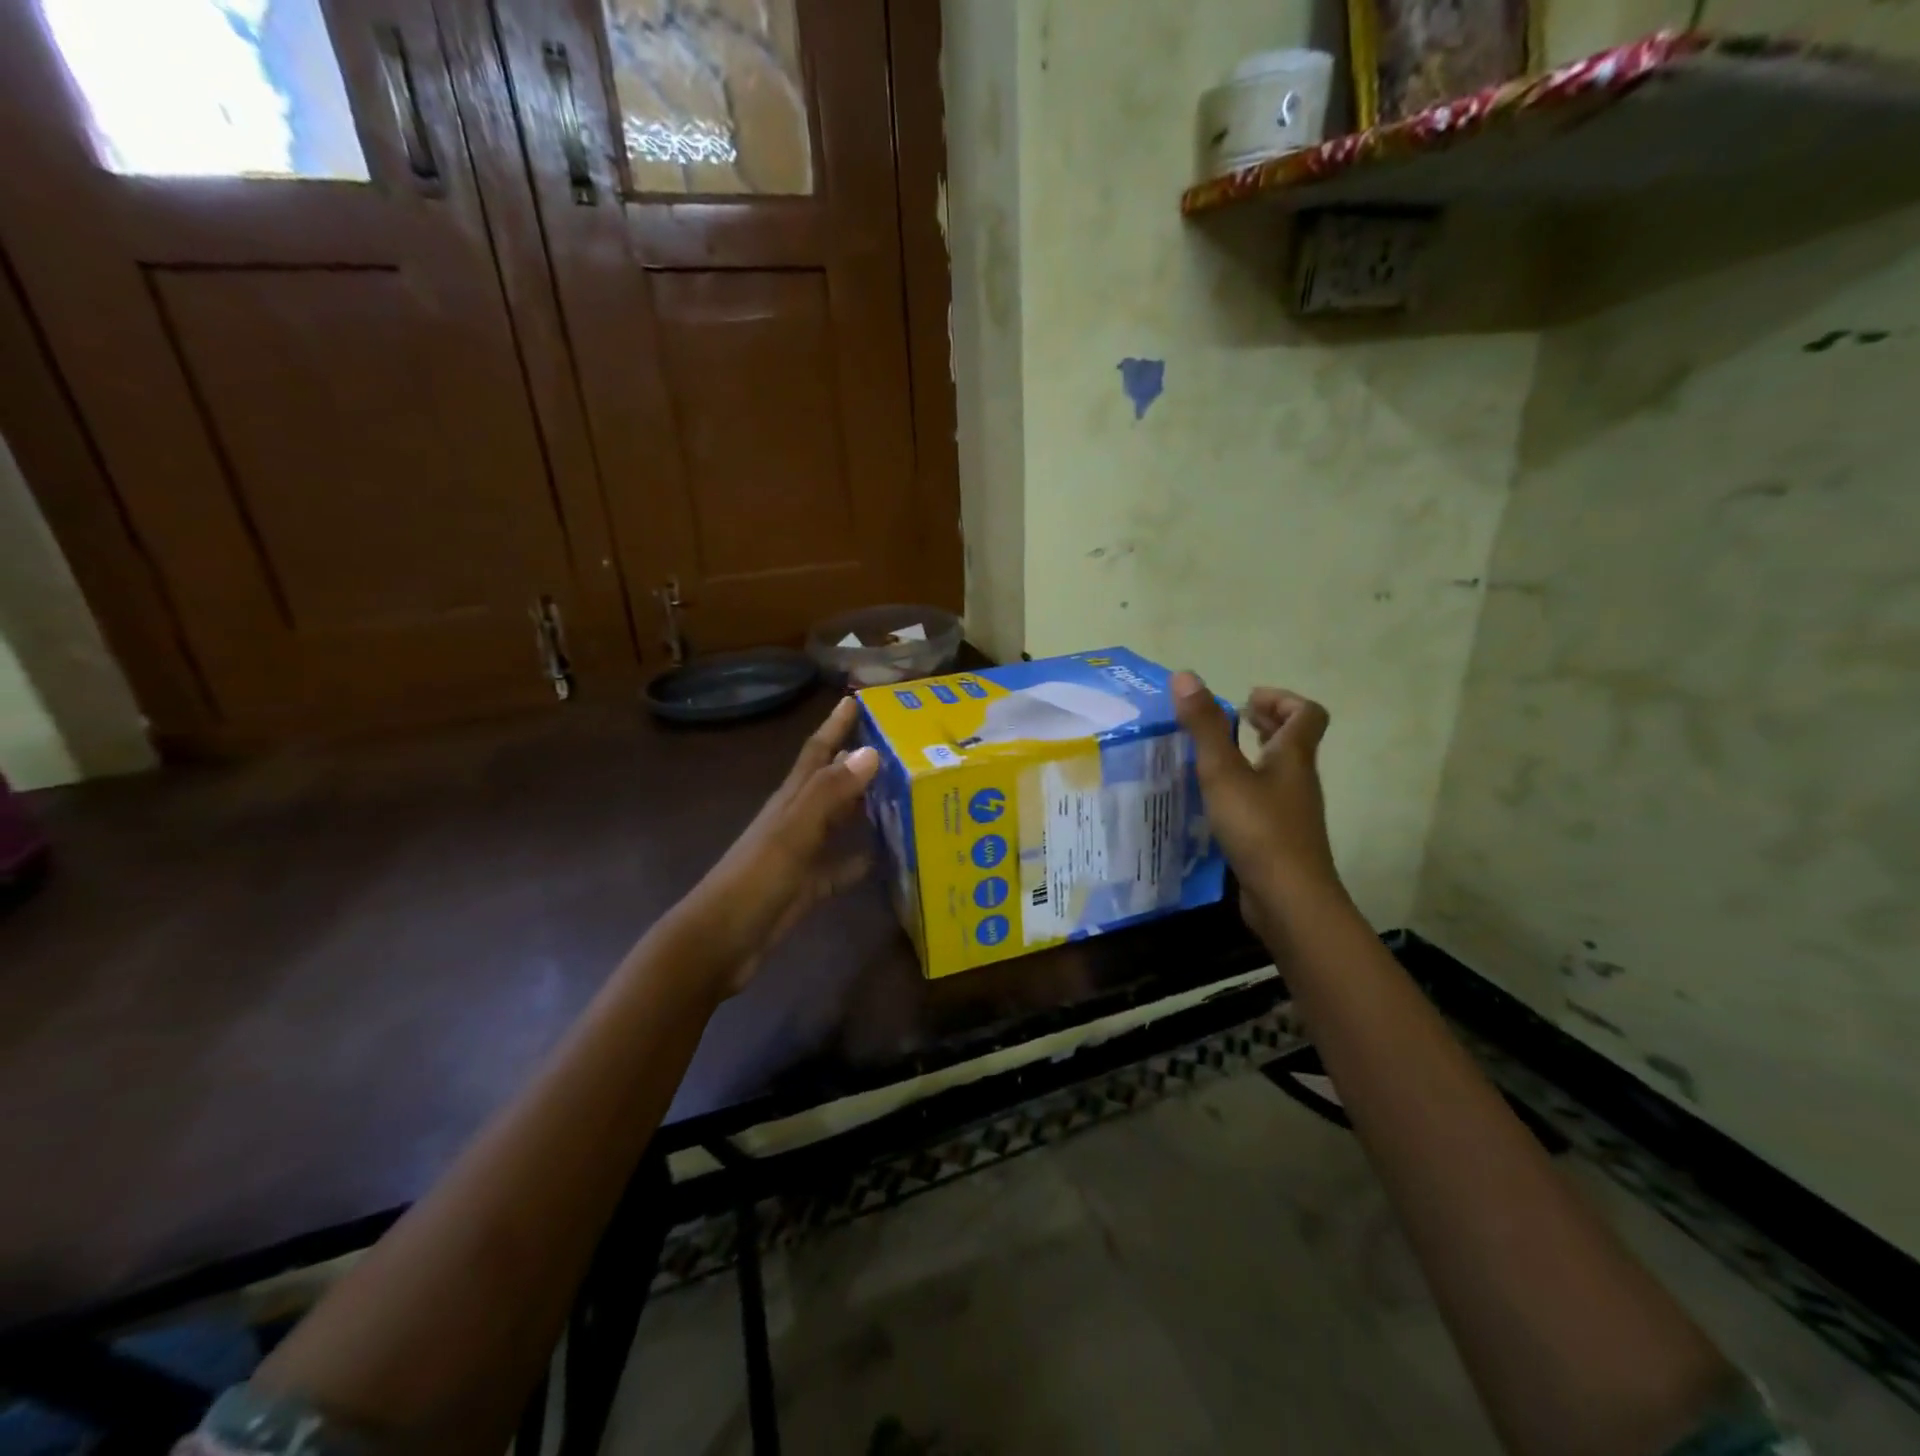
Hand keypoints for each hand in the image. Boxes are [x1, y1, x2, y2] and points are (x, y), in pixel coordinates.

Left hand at [679, 697, 881, 994]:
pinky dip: (857, 861)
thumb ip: (830, 793)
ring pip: (836, 822)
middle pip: (829, 782)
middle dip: (855, 760)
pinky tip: (882, 859)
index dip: (835, 726)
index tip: (857, 699)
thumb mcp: (794, 833)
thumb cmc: (754, 881)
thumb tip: (870, 750)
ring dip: (862, 808)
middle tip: (895, 744)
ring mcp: (798, 855)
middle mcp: (795, 821)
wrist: (719, 942)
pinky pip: (836, 868)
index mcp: (790, 801)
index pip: (816, 752)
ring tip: (900, 795)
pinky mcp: (804, 888)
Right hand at [1172, 673, 1341, 942]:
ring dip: (1252, 755)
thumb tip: (1185, 675)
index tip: (1246, 699)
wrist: (1288, 899)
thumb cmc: (1259, 828)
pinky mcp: (1278, 839)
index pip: (1307, 714)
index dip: (1281, 699)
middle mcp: (1298, 780)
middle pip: (1294, 741)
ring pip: (1278, 771)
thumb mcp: (1223, 772)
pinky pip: (1264, 800)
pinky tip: (1215, 800)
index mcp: (1293, 757)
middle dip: (1265, 723)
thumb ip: (1205, 726)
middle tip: (1230, 719)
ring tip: (1214, 756)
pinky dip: (1244, 788)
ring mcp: (1291, 812)